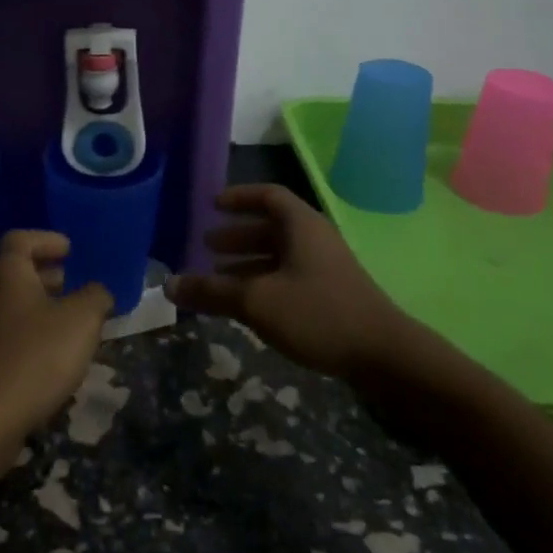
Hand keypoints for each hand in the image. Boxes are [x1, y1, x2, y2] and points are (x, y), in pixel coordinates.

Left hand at [0, 231, 113, 461]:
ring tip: (67, 322)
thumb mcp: (82, 320)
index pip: (20, 239)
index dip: (45, 240)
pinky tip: (50, 357)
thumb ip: (96, 297)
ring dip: (37, 307)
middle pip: (13, 272)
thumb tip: (97, 292)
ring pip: (9, 306)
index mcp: (6, 273)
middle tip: (69, 282)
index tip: (69, 250)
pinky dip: (28, 335)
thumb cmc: (36, 355)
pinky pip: (5, 336)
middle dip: (43, 274)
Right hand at [167, 185, 485, 426]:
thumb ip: (211, 291)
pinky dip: (265, 282)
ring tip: (219, 277)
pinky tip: (249, 305)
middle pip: (272, 227)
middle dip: (238, 235)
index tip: (213, 204)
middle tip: (207, 245)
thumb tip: (168, 285)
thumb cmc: (317, 313)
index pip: (268, 195)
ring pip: (280, 255)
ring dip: (249, 262)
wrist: (385, 356)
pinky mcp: (333, 296)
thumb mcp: (256, 301)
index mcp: (301, 225)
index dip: (239, 197)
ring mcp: (327, 269)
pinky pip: (290, 277)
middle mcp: (315, 239)